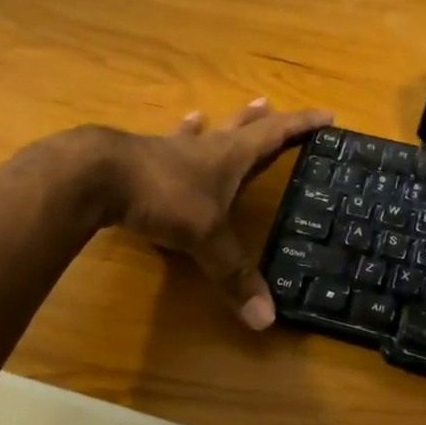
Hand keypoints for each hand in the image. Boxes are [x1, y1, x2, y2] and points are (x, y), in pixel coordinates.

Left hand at [110, 100, 332, 329]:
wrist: (99, 177)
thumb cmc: (164, 197)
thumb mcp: (206, 238)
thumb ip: (234, 274)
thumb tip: (267, 320)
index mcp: (230, 157)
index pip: (275, 134)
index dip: (301, 124)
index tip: (326, 114)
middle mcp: (206, 148)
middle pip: (240, 127)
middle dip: (260, 120)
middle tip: (270, 105)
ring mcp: (171, 150)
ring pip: (201, 133)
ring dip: (214, 125)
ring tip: (212, 115)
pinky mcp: (142, 159)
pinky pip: (168, 147)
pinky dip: (177, 140)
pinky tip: (172, 133)